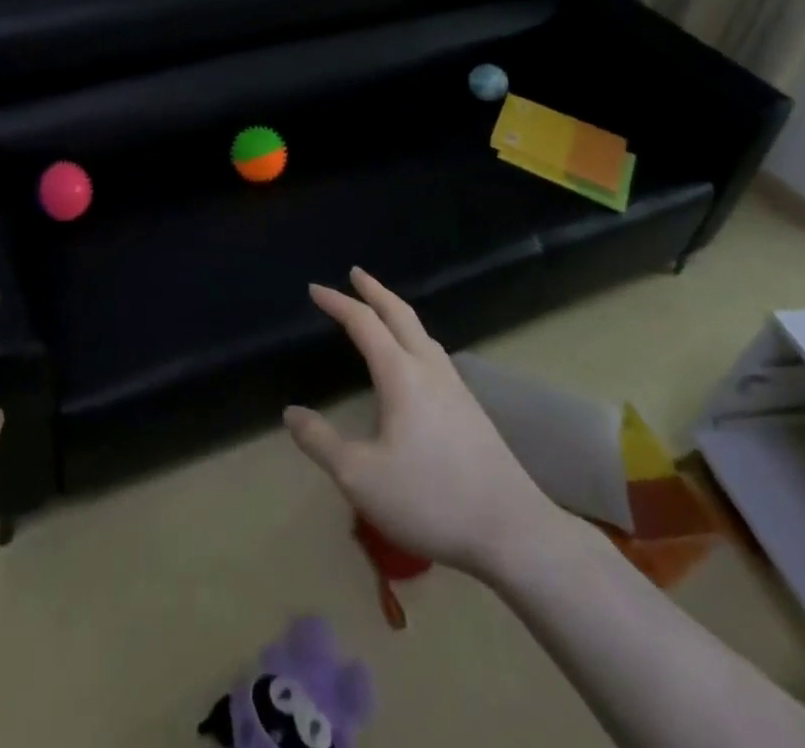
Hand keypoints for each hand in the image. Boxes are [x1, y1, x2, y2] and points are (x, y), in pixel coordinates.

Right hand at [284, 268, 564, 576]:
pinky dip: (414, 338)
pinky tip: (415, 362)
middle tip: (355, 273)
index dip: (338, 303)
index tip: (315, 288)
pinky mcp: (471, 410)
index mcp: (401, 374)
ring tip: (382, 311)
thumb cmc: (430, 499)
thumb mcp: (360, 477)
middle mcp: (429, 369)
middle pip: (400, 315)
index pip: (364, 323)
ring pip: (423, 333)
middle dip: (375, 290)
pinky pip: (434, 354)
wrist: (512, 531)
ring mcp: (456, 388)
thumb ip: (321, 443)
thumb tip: (291, 413)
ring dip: (397, 313)